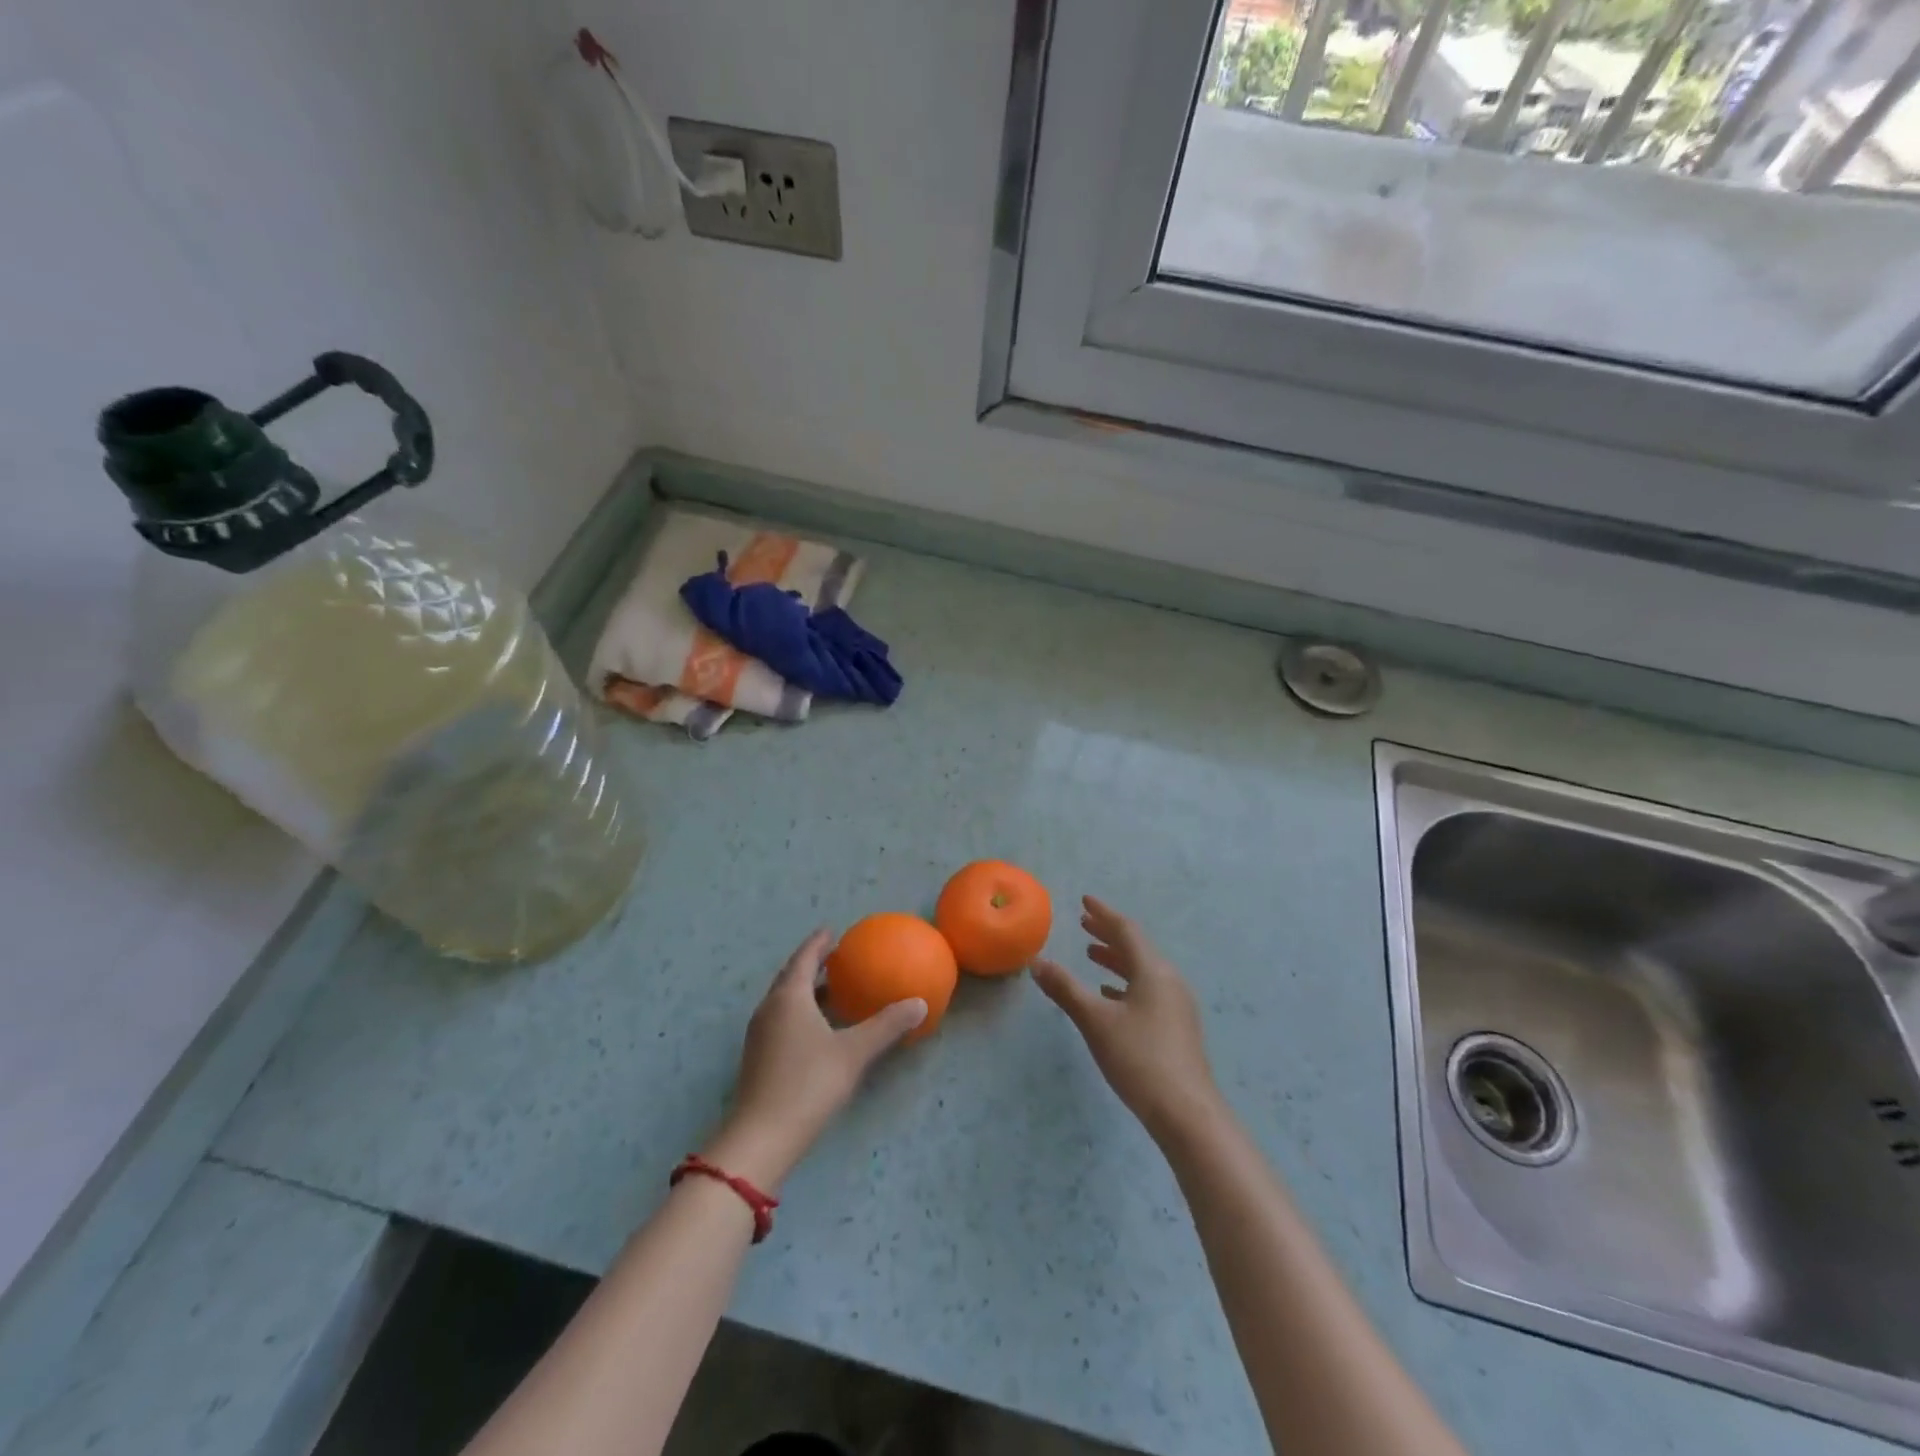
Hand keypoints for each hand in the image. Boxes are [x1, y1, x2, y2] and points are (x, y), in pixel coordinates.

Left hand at [702, 929, 926, 1189]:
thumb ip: (887, 1026)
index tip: (832, 931)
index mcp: (789, 997)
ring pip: (784, 1001)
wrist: (761, 1138)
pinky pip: (781, 1021)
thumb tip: (920, 1003)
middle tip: (834, 957)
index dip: (818, 943)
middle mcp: (770, 1009)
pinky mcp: (758, 1058)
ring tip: (830, 990)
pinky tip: (818, 1029)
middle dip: (810, 964)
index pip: (804, 958)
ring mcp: (759, 1035)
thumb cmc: (808, 1084)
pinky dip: (800, 1012)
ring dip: (805, 990)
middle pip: (790, 977)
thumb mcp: (854, 1053)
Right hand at [1032, 897, 1223, 1144]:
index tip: (1084, 901)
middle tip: (1084, 923)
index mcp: (1153, 970)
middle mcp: (1169, 980)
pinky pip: (1148, 990)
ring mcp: (1177, 1005)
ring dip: (1117, 959)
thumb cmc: (1138, 1058)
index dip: (1103, 914)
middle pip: (1137, 948)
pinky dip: (1126, 984)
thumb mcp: (1095, 1021)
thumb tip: (1037, 963)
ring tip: (1091, 955)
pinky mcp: (1177, 1027)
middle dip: (1109, 934)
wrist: (1186, 1112)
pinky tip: (1110, 995)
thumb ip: (1065, 989)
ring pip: (1143, 970)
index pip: (1126, 930)